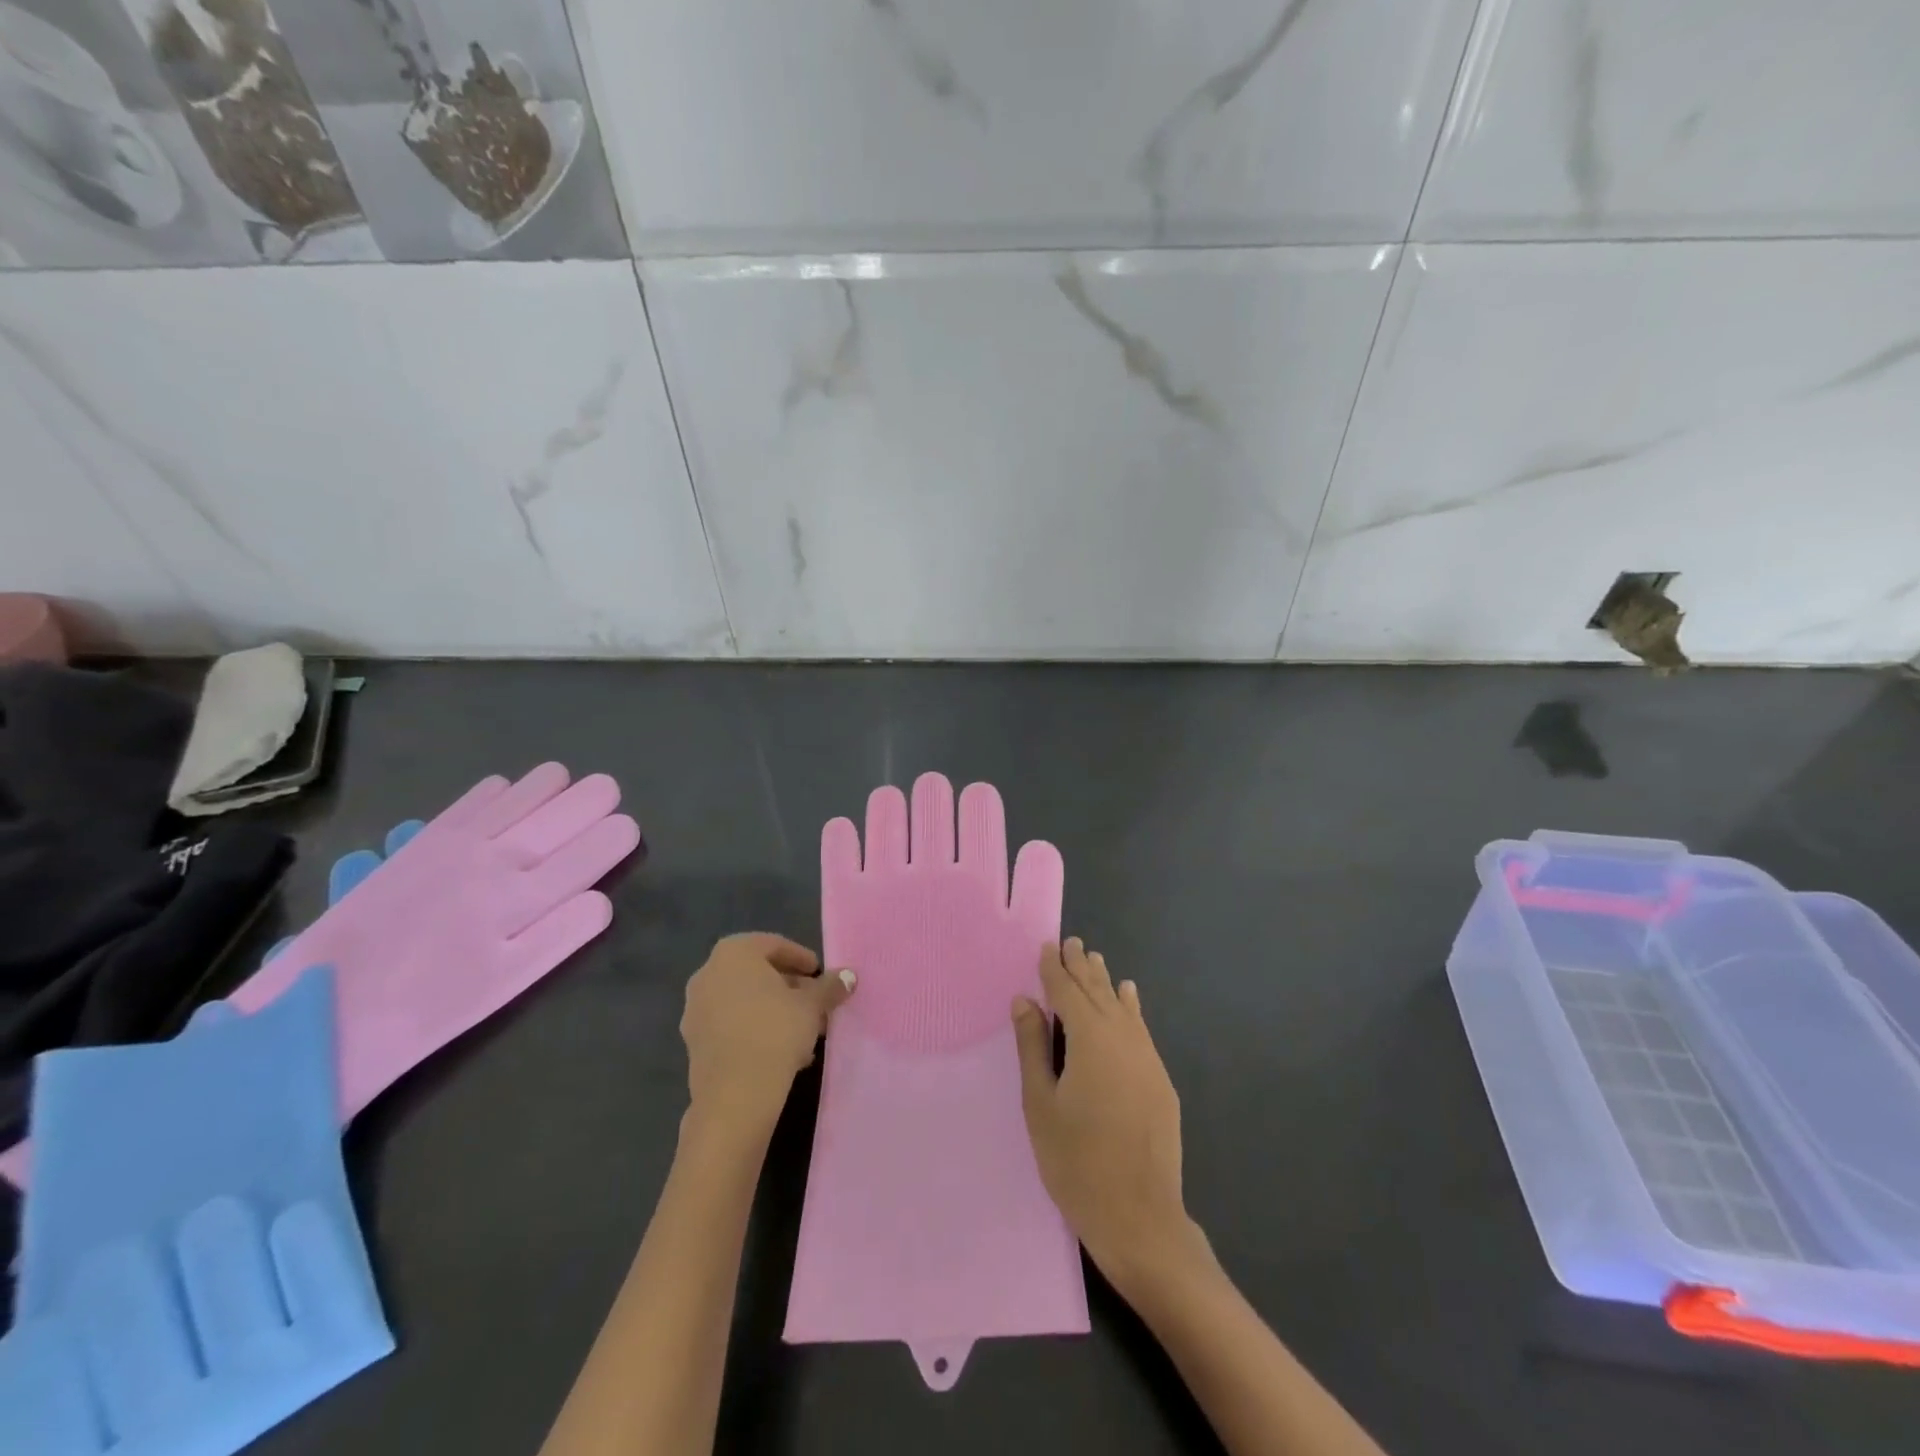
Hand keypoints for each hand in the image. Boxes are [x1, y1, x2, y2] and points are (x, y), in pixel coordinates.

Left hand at [681, 933, 854, 1136]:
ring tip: (804, 1031)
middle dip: (789, 987)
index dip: (802, 958)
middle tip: (815, 1003)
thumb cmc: (775, 1032)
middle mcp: (707, 974)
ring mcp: (695, 1009)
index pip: (774, 945)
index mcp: (733, 953)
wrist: (734, 1096)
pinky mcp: (693, 1042)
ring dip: (774, 1010)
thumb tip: (848, 976)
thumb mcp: (812, 1005)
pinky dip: (755, 1029)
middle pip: (757, 973)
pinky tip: (781, 1051)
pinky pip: (731, 1024)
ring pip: (744, 1001)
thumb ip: (829, 986)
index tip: (820, 975)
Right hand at [1013, 938, 1204, 1290]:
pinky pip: (1141, 1028)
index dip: (1054, 969)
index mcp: (1090, 1040)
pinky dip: (1131, 1008)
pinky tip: (1129, 997)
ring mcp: (1146, 1058)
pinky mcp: (1160, 1080)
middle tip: (1071, 942)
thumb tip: (1025, 1000)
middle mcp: (1122, 1038)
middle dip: (1082, 967)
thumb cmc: (1076, 1162)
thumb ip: (1033, 1047)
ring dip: (1105, 983)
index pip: (1068, 992)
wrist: (1139, 1217)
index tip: (1046, 946)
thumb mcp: (1041, 1104)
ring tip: (1094, 960)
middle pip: (1098, 992)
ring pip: (1122, 1007)